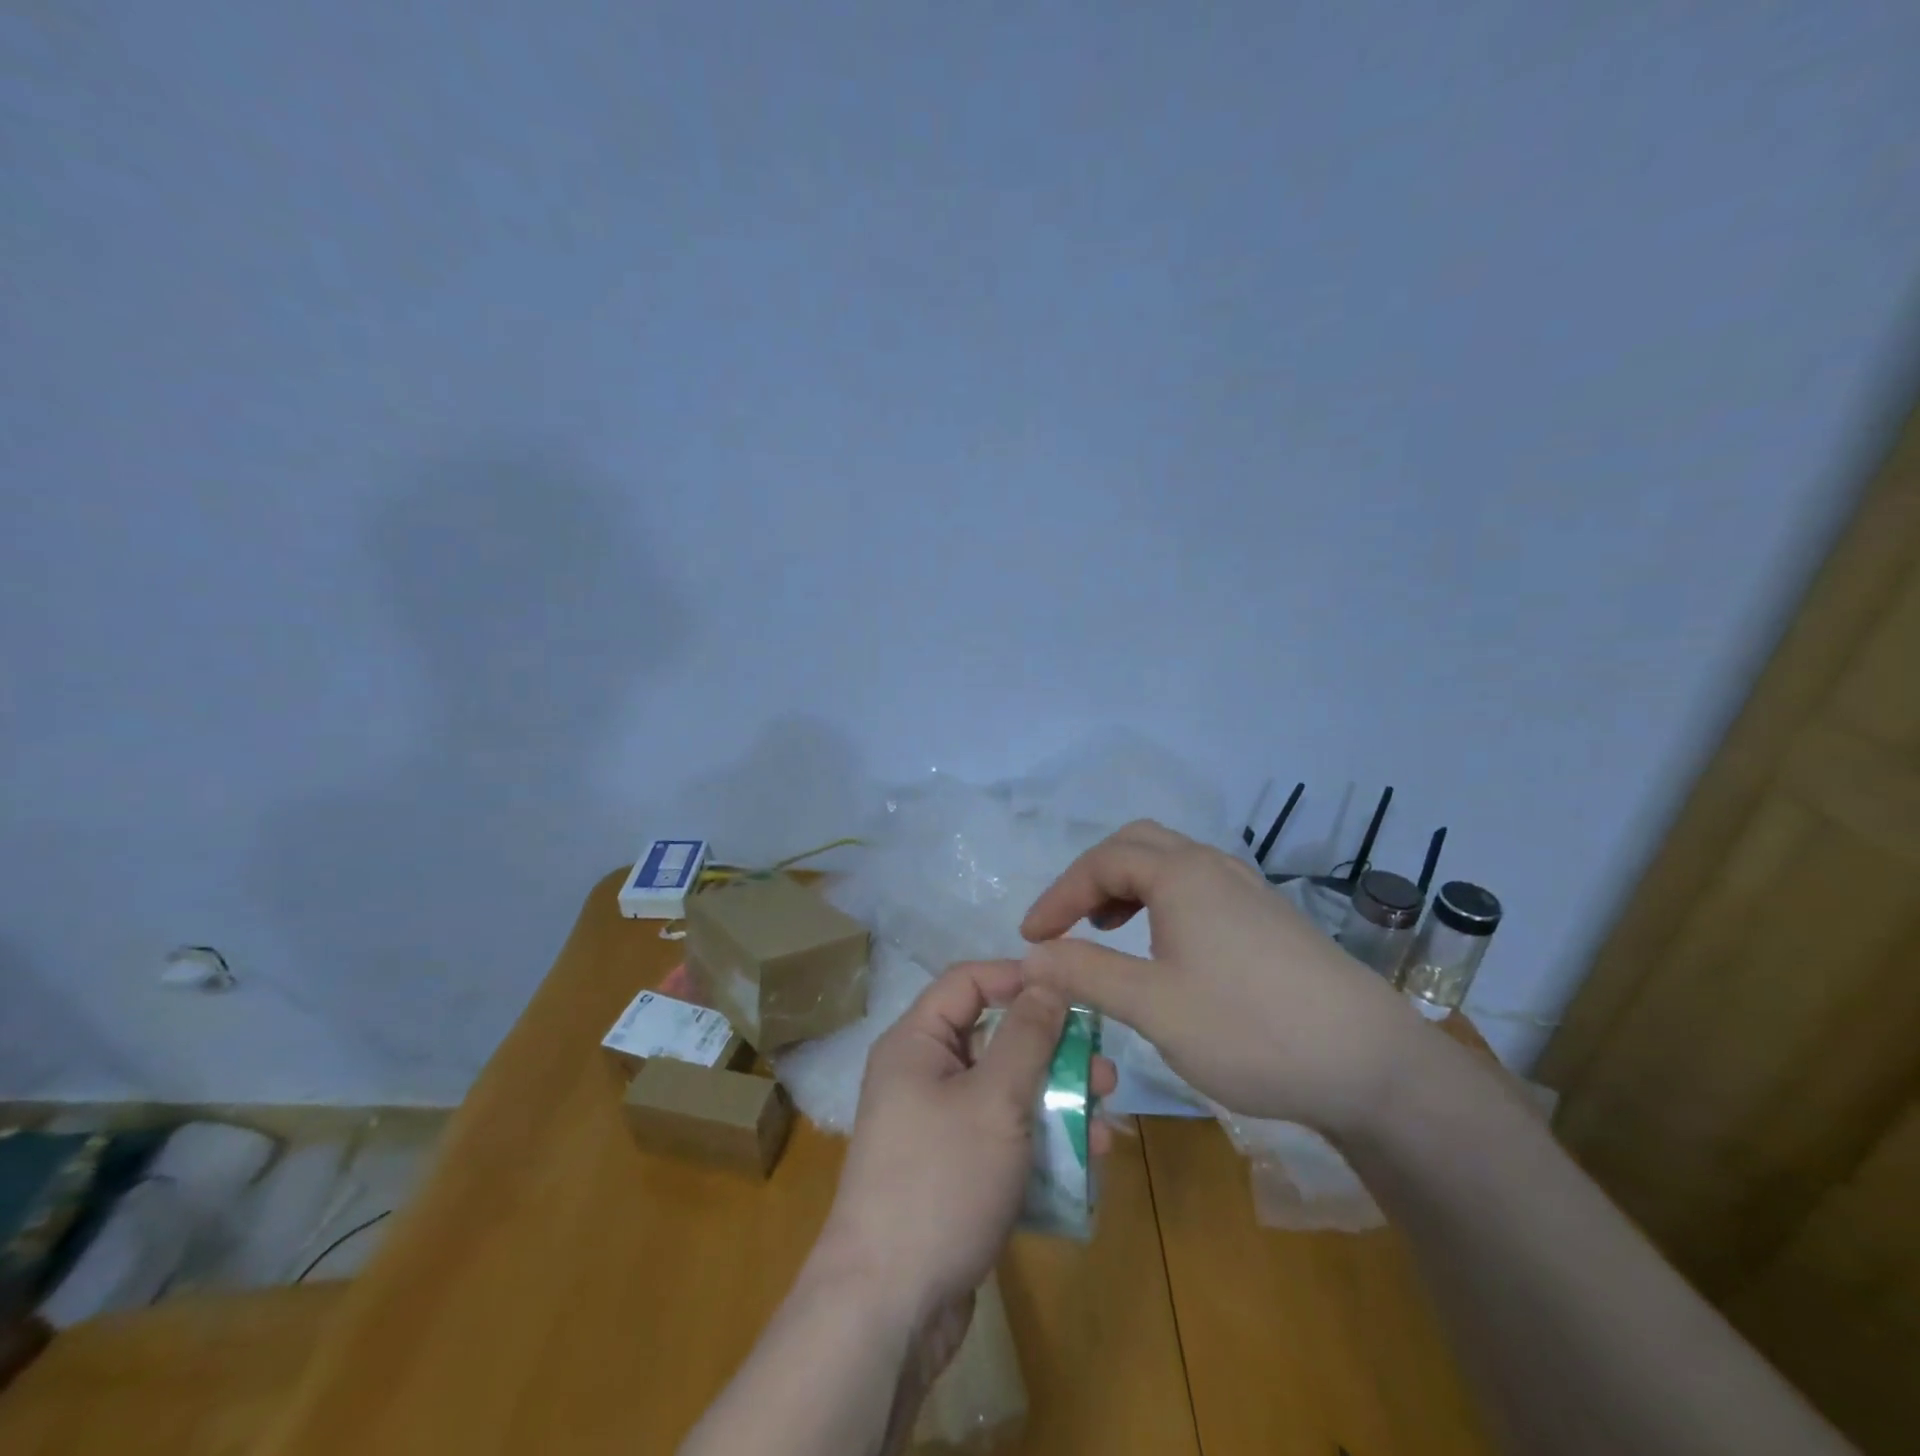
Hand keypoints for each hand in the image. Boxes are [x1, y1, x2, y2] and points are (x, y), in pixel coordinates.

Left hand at [811, 961, 1116, 1332]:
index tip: (1073, 991)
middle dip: (1054, 1053)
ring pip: (1008, 1093)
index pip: (969, 982)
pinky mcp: (956, 1171)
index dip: (1019, 978)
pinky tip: (1088, 1161)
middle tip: (1106, 1071)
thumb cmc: (941, 1182)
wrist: (889, 1309)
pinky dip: (1043, 1142)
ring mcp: (939, 1127)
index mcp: (917, 1043)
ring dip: (1058, 1102)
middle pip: (996, 1040)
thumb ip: (1026, 1036)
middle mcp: (924, 1075)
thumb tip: (1047, 978)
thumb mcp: (994, 1100)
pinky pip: (1005, 1137)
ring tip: (1107, 1121)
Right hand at [1021, 819, 1421, 1134]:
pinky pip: (1198, 887)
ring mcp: (1247, 889)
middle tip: (1069, 922)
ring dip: (1128, 887)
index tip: (1031, 938)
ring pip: (1171, 863)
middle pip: (1136, 845)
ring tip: (1108, 931)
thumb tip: (1028, 958)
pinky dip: (1162, 902)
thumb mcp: (1154, 1006)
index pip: (1101, 862)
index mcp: (1181, 874)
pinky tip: (1166, 949)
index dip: (1058, 895)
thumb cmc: (1251, 1028)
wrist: (1373, 1065)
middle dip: (1092, 878)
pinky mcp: (1268, 918)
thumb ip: (1085, 974)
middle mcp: (1213, 867)